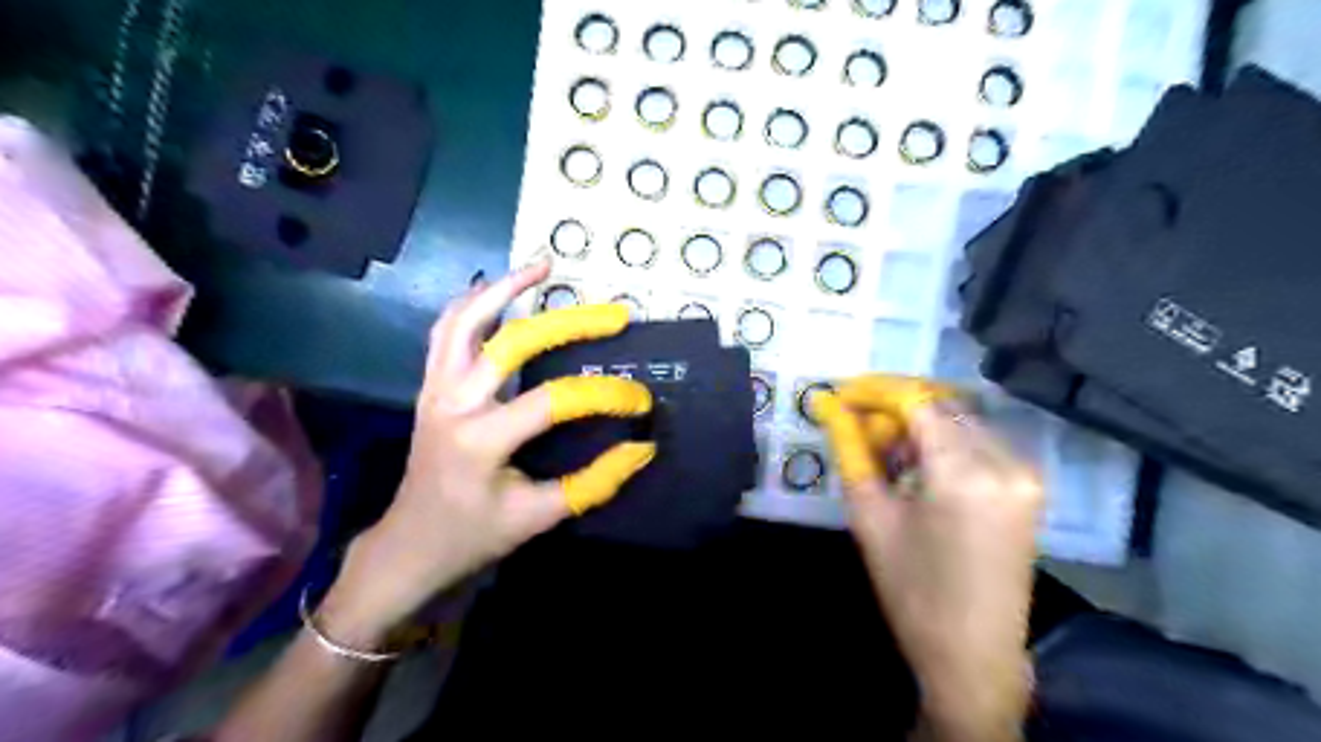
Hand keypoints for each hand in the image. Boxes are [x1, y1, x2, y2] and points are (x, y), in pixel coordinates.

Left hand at [319, 261, 653, 643]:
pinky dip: (473, 303)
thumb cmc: (474, 535)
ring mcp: (435, 388)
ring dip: (505, 288)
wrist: (410, 543)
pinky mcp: (431, 385)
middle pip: (512, 342)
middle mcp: (453, 403)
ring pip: (464, 320)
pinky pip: (446, 330)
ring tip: (544, 266)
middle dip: (569, 323)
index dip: (604, 395)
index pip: (554, 401)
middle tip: (614, 314)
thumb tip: (642, 448)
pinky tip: (499, 289)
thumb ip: (593, 482)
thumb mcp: (539, 517)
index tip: (640, 401)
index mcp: (481, 440)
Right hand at [811, 380, 1048, 739]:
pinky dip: (945, 440)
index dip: (875, 390)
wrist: (974, 654)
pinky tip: (919, 465)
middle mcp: (1005, 461)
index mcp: (963, 473)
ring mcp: (1026, 473)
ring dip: (920, 423)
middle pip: (942, 404)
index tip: (841, 393)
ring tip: (885, 449)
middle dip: (895, 406)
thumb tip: (827, 406)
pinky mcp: (1030, 485)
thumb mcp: (870, 516)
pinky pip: (981, 441)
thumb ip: (851, 451)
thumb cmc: (911, 590)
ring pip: (962, 419)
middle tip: (857, 424)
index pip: (917, 400)